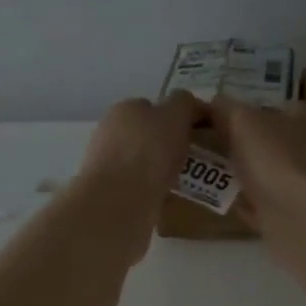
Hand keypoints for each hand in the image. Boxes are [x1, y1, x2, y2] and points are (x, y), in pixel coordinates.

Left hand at [77, 92, 202, 262]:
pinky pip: (139, 186)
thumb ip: (184, 104)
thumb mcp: (175, 115)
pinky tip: (169, 198)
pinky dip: (154, 189)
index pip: (155, 107)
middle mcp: (110, 131)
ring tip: (187, 181)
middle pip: (148, 134)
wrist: (119, 201)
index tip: (200, 134)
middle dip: (169, 144)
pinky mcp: (109, 192)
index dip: (179, 117)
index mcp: (124, 108)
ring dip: (162, 168)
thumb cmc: (149, 150)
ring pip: (143, 161)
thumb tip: (188, 104)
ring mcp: (106, 163)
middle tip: (195, 159)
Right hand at [208, 94, 305, 241]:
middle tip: (203, 142)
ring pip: (264, 173)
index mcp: (303, 119)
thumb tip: (213, 102)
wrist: (301, 218)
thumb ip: (226, 108)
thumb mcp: (243, 120)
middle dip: (239, 142)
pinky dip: (243, 202)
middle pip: (268, 140)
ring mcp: (300, 185)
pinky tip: (220, 200)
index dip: (247, 106)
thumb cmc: (276, 158)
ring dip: (240, 173)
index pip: (276, 105)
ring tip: (204, 169)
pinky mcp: (290, 215)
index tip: (216, 114)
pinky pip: (260, 204)